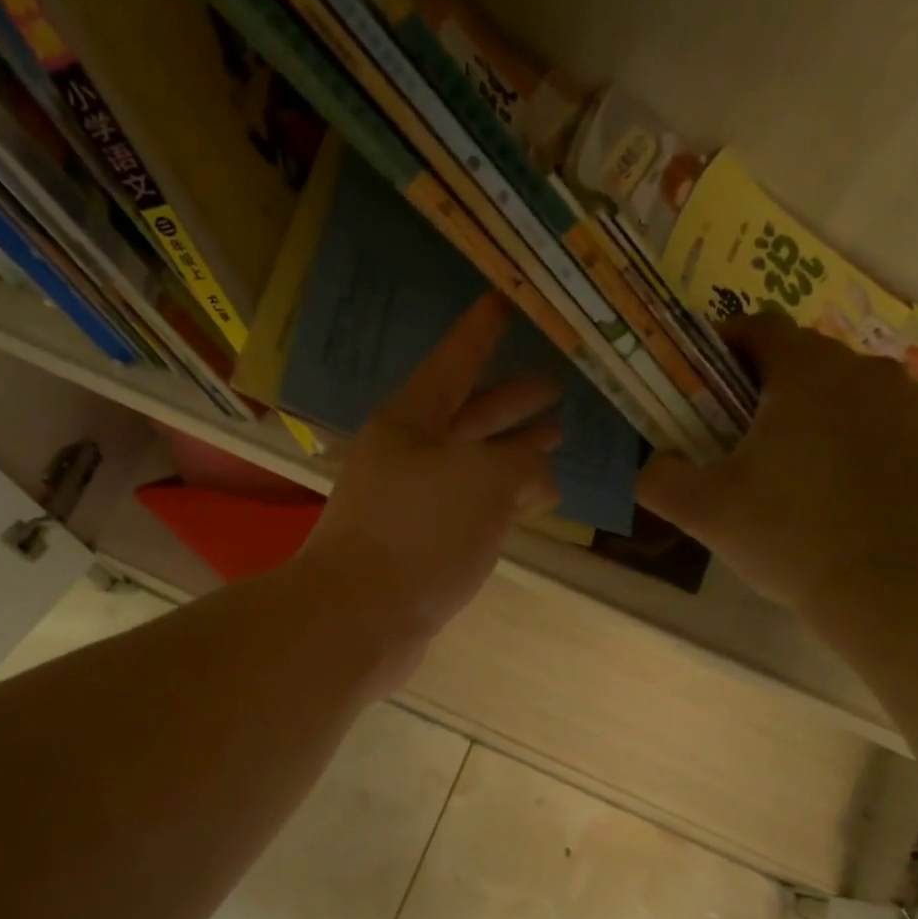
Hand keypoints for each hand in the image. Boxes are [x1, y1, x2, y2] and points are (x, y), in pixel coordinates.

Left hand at [299, 291, 561, 673]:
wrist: (360, 618)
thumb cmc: (419, 532)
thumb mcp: (483, 480)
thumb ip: (521, 462)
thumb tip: (538, 472)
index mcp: (410, 422)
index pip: (453, 363)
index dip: (481, 332)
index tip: (504, 300)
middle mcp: (408, 456)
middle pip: (468, 416)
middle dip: (512, 401)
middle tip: (558, 385)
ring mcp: (412, 503)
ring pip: (473, 465)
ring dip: (514, 452)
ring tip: (558, 440)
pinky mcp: (420, 545)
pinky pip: (471, 507)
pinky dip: (503, 499)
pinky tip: (533, 503)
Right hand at [639, 312, 917, 617]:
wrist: (879, 587)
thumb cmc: (784, 536)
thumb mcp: (700, 510)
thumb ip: (659, 476)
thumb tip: (656, 460)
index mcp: (806, 372)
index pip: (759, 327)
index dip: (724, 345)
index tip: (704, 381)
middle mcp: (863, 368)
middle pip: (802, 355)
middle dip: (765, 382)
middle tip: (737, 431)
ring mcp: (907, 399)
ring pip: (844, 383)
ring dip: (812, 404)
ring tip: (791, 457)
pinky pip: (879, 411)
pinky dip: (852, 427)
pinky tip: (836, 474)